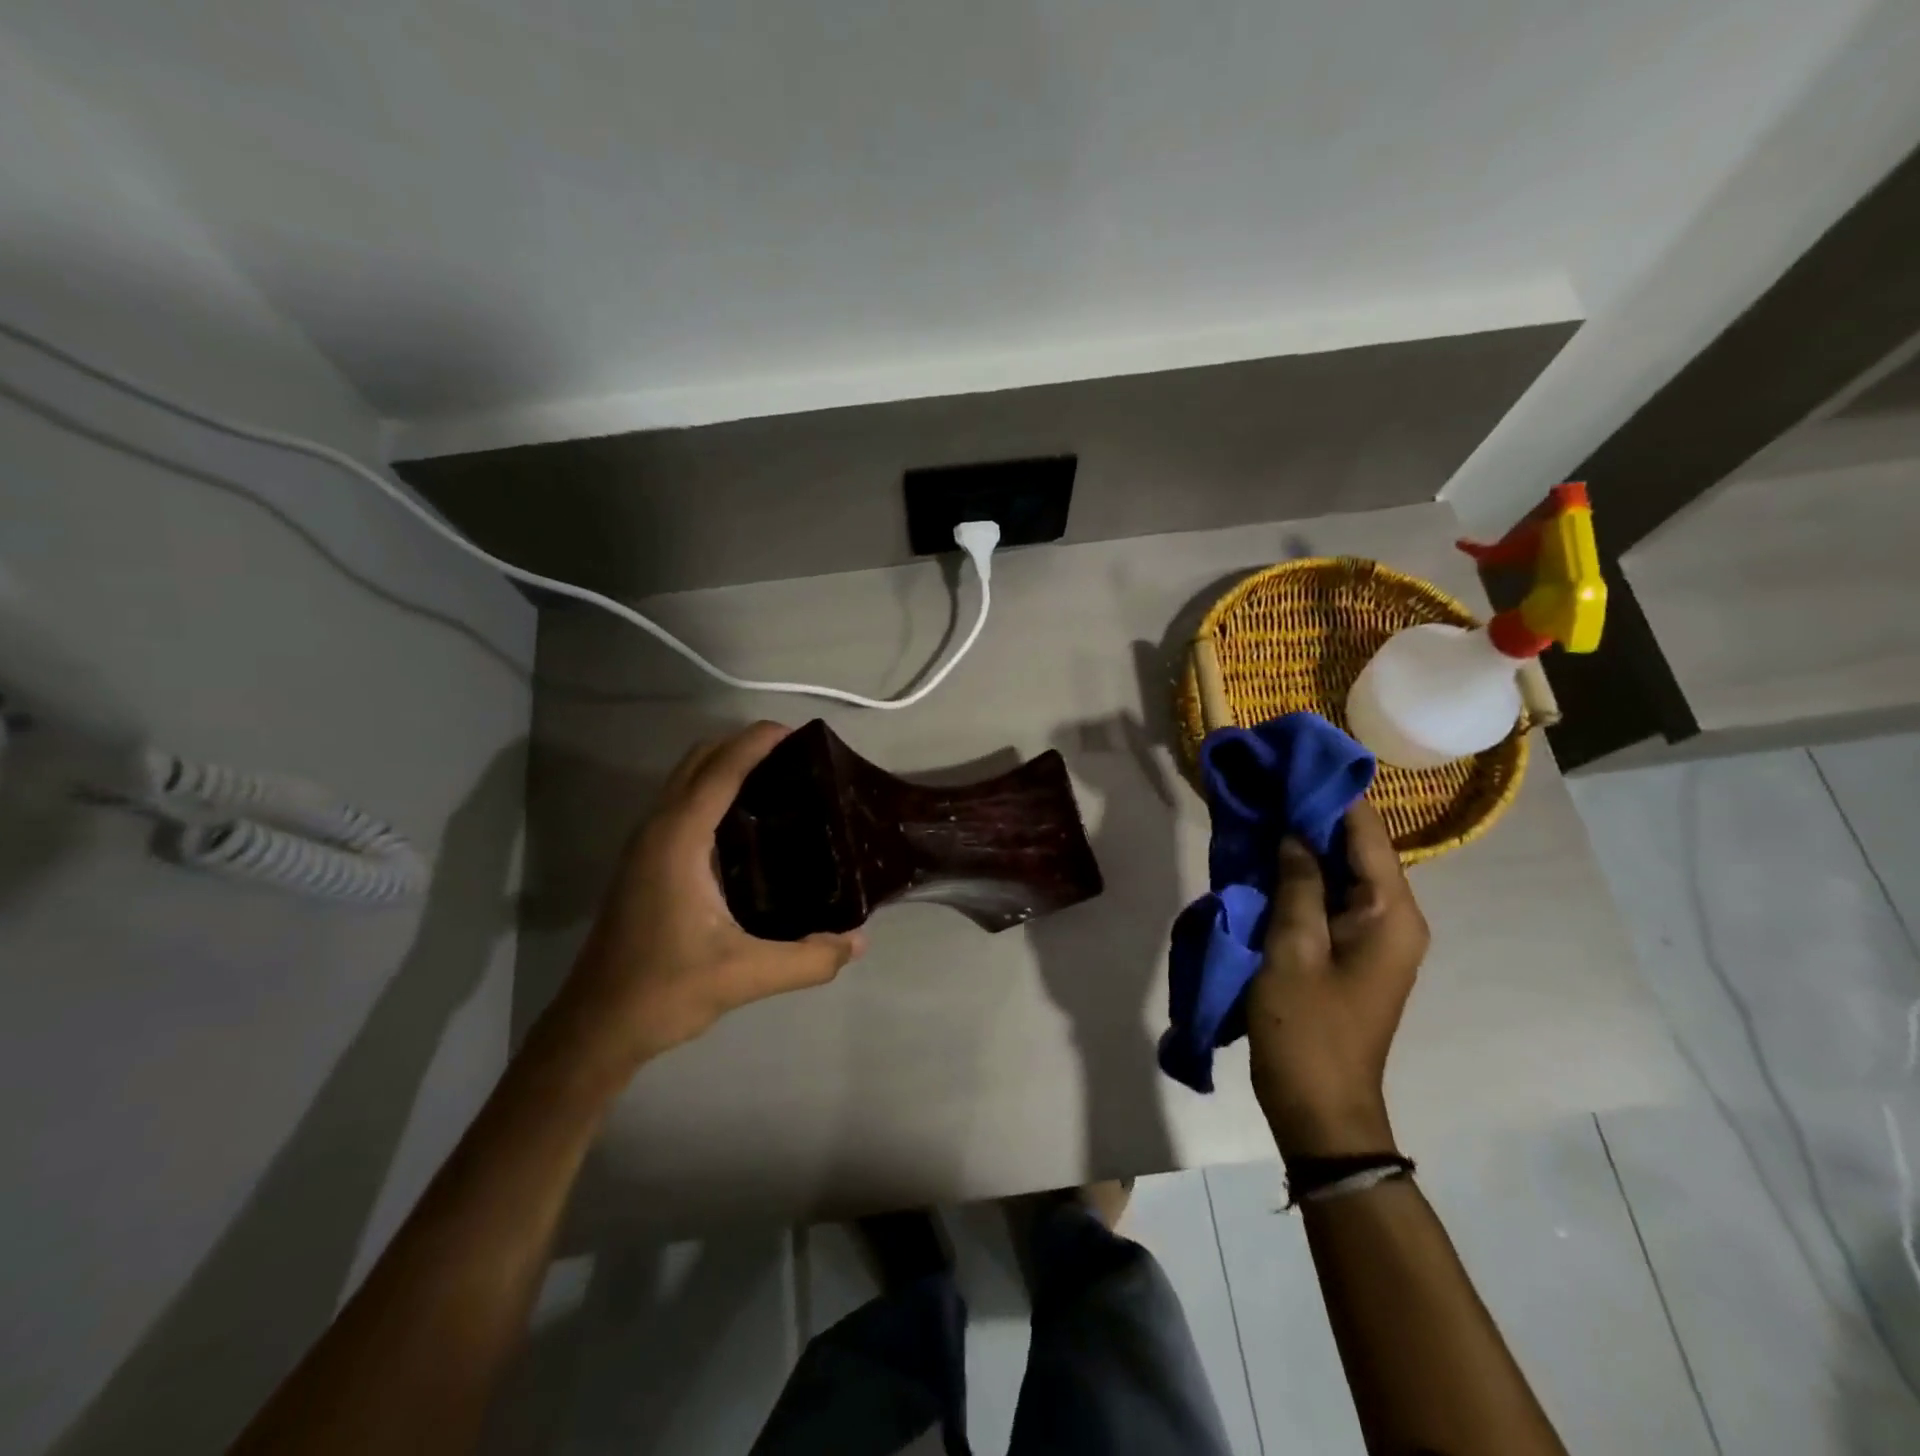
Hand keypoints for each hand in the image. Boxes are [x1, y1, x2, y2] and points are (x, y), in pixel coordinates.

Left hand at [548, 722, 865, 1073]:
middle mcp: (657, 830)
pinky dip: (711, 790)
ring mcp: (644, 845)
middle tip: (795, 756)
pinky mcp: (643, 863)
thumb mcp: (746, 975)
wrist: (597, 1026)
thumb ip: (809, 959)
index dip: (756, 742)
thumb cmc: (665, 989)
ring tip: (777, 779)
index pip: (720, 770)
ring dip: (724, 765)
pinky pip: (680, 804)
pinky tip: (746, 823)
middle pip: (698, 762)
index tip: (796, 731)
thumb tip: (858, 942)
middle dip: (742, 745)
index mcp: (678, 840)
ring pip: (684, 781)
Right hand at [1246, 797, 1428, 1158]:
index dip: (1331, 792)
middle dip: (1313, 813)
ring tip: (1262, 808)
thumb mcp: (1292, 949)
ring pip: (1341, 871)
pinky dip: (1301, 874)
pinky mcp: (1352, 950)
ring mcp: (1376, 936)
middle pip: (1357, 847)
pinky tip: (1267, 858)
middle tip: (1267, 780)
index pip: (1366, 832)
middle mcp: (1395, 917)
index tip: (1293, 757)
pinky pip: (1330, 897)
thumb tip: (1293, 834)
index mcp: (1391, 913)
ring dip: (1304, 844)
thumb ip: (1297, 884)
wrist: (1320, 1107)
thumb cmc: (1306, 1028)